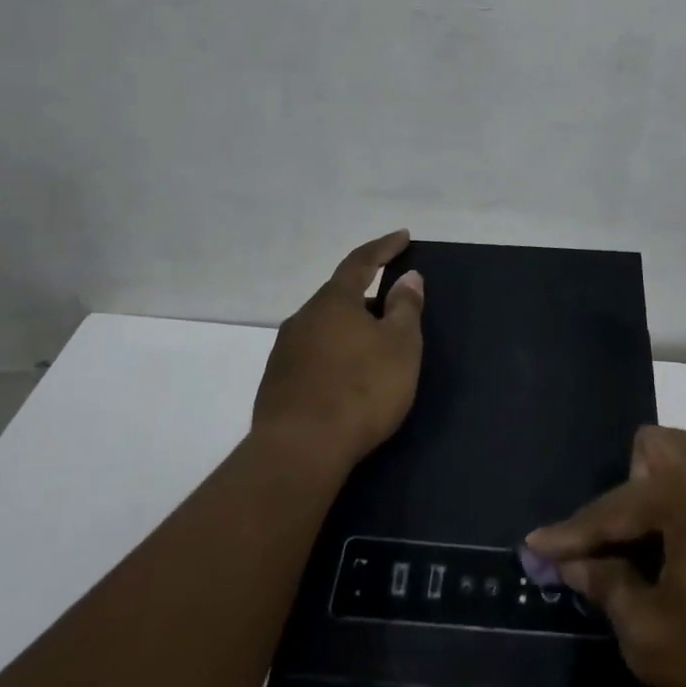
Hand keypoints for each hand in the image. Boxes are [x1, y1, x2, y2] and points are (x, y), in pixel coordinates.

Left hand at [253, 230, 424, 473]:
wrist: (300, 450)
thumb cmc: (360, 389)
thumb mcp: (400, 346)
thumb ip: (405, 308)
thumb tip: (409, 277)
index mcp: (334, 302)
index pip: (360, 262)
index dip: (383, 247)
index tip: (403, 236)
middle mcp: (304, 318)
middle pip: (339, 296)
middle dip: (367, 295)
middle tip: (393, 306)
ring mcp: (285, 352)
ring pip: (324, 327)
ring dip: (350, 329)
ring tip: (373, 346)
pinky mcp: (277, 384)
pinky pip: (313, 356)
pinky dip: (335, 356)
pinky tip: (347, 378)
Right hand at [527, 426, 685, 686]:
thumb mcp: (655, 639)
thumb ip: (609, 589)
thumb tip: (578, 564)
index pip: (611, 508)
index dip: (568, 535)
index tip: (534, 548)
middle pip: (655, 451)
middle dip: (629, 495)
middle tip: (627, 551)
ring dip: (667, 505)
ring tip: (665, 566)